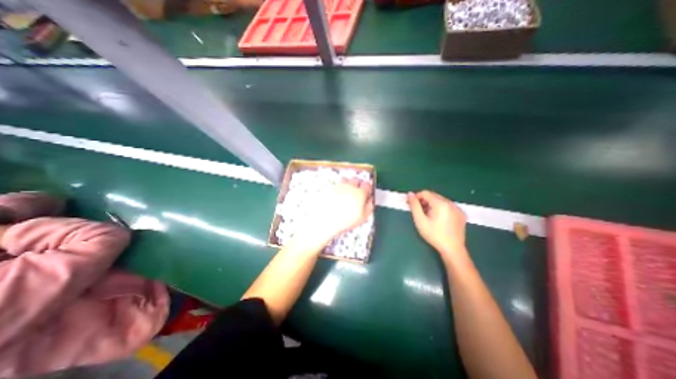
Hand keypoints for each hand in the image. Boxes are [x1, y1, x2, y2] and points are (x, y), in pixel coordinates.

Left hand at [296, 179, 374, 248]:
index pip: (367, 185)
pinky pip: (335, 184)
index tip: (367, 193)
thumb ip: (369, 206)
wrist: (325, 220)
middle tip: (357, 193)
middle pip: (356, 180)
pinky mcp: (328, 187)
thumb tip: (370, 200)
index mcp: (360, 193)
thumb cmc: (345, 221)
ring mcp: (338, 185)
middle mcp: (349, 186)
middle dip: (358, 184)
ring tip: (346, 193)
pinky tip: (336, 196)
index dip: (368, 189)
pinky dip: (337, 188)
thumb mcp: (363, 217)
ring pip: (345, 180)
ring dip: (348, 184)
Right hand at [409, 192, 467, 259]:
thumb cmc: (434, 235)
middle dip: (424, 201)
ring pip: (440, 200)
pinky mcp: (461, 214)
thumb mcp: (420, 220)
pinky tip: (438, 219)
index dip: (416, 197)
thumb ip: (414, 206)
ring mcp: (457, 208)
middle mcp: (450, 203)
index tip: (411, 205)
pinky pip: (448, 206)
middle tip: (418, 211)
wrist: (452, 249)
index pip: (425, 193)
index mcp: (441, 204)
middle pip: (433, 196)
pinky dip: (440, 208)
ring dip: (432, 204)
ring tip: (427, 216)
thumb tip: (409, 194)